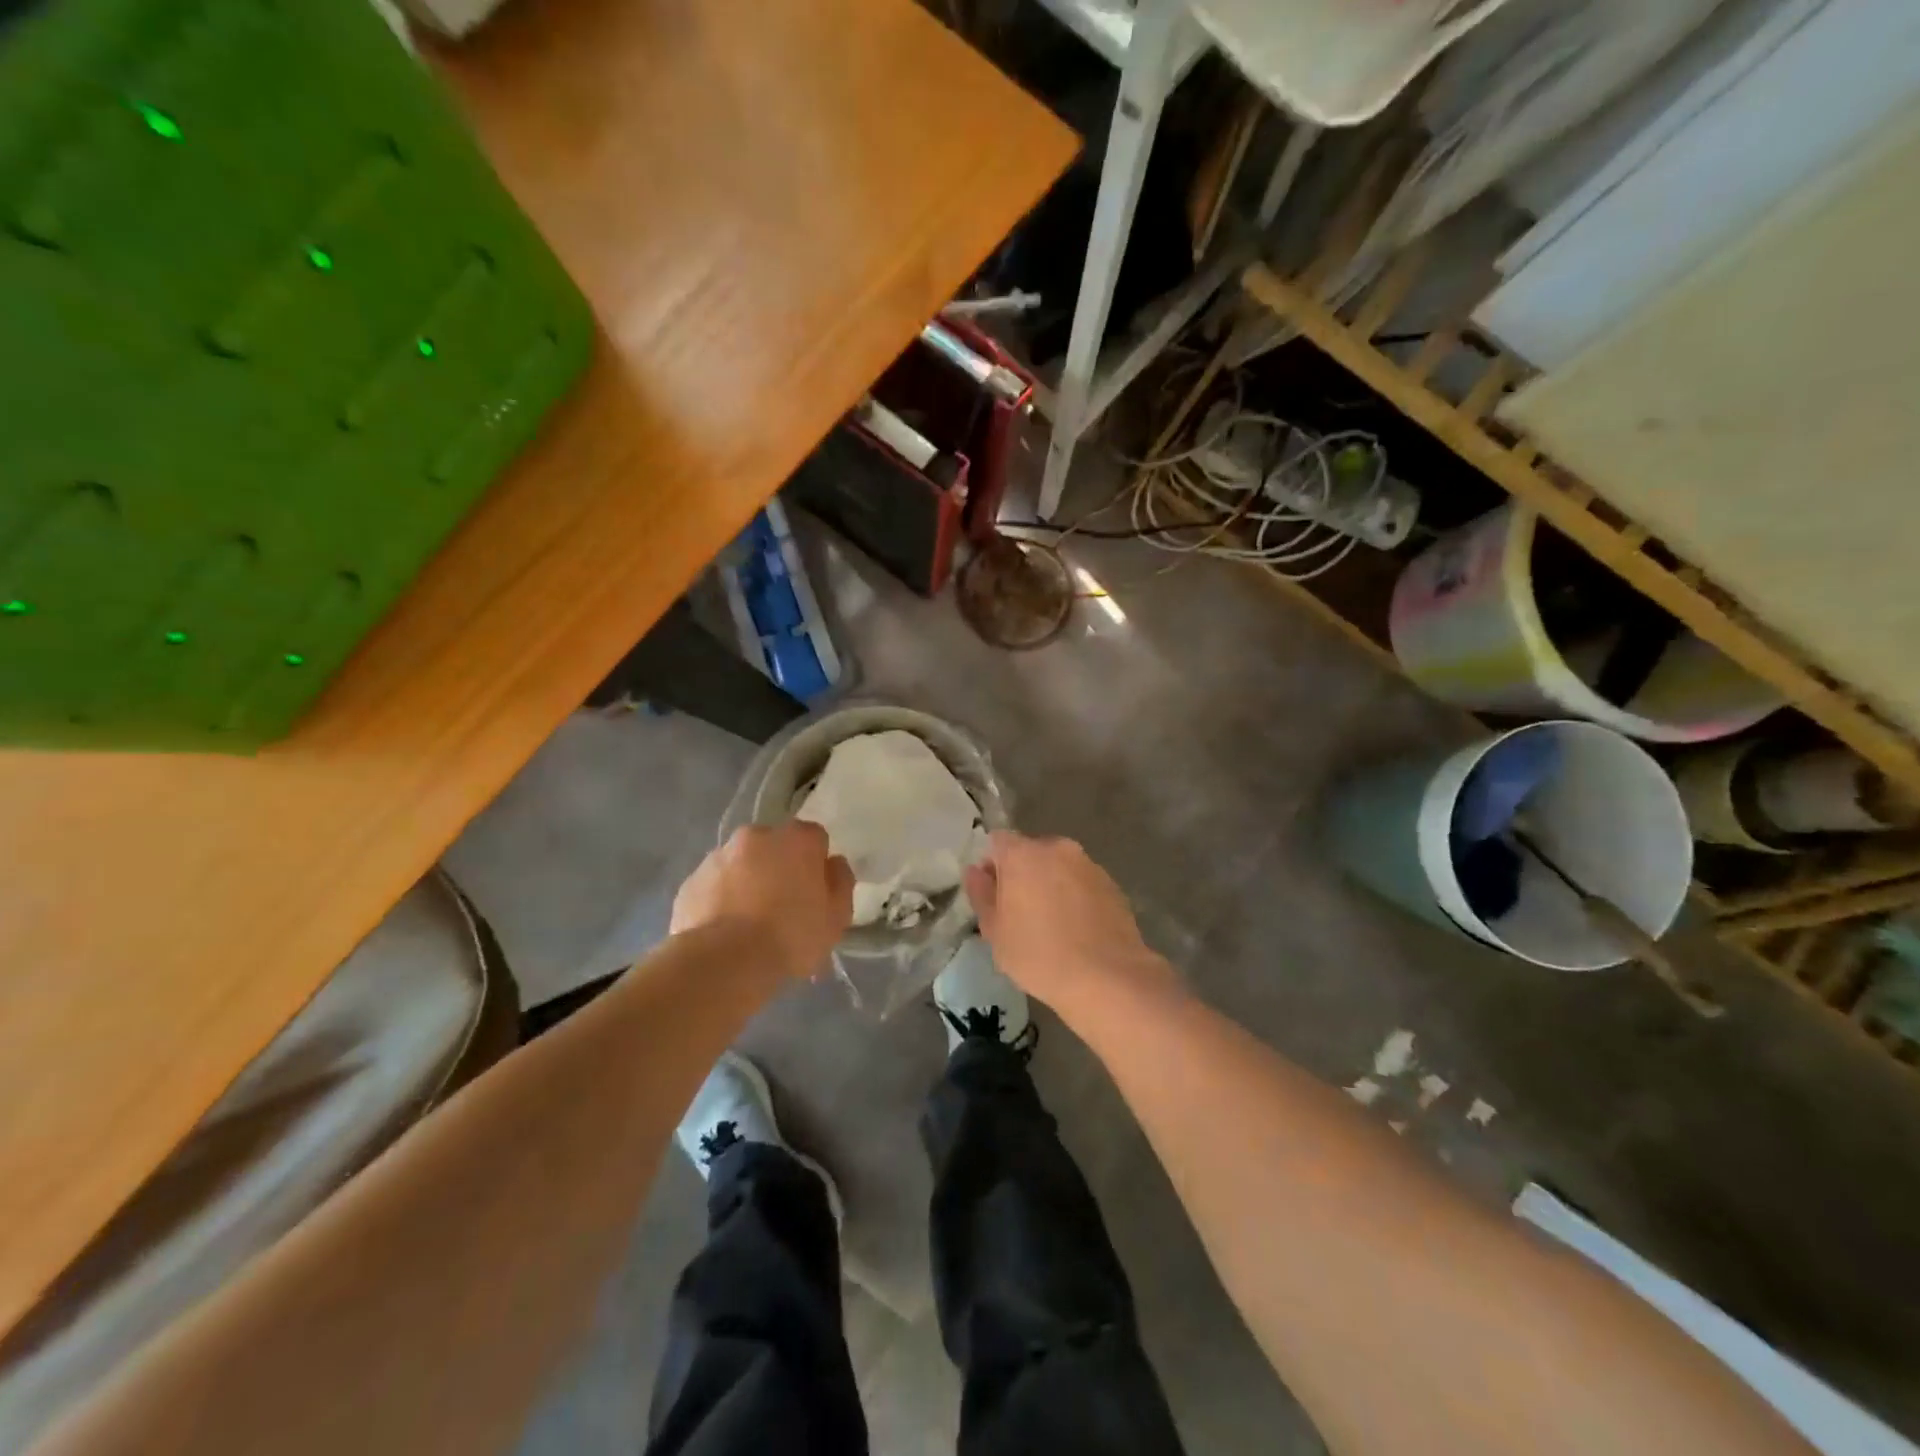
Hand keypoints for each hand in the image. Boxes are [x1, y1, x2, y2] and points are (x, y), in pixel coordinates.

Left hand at [672, 822, 853, 979]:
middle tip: (782, 908)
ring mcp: (718, 856)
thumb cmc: (791, 936)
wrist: (725, 962)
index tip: (814, 892)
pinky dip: (720, 900)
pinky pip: (713, 886)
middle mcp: (756, 835)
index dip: (816, 864)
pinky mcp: (690, 882)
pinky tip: (724, 932)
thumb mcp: (836, 917)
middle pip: (774, 847)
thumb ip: (840, 882)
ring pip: (740, 865)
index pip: (814, 839)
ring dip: (747, 882)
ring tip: (749, 925)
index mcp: (797, 839)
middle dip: (778, 868)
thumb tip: (832, 864)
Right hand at [963, 831, 1180, 1016]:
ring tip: (1051, 925)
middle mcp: (1057, 848)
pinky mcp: (1112, 884)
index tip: (993, 896)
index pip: (997, 842)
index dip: (991, 865)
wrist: (1107, 978)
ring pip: (1058, 867)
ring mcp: (1089, 864)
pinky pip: (1082, 883)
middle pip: (1030, 852)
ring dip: (1050, 885)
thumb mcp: (995, 931)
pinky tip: (1076, 930)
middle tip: (1019, 914)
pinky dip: (1075, 897)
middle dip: (1022, 875)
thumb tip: (975, 871)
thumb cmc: (1039, 955)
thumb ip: (981, 894)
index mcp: (1023, 853)